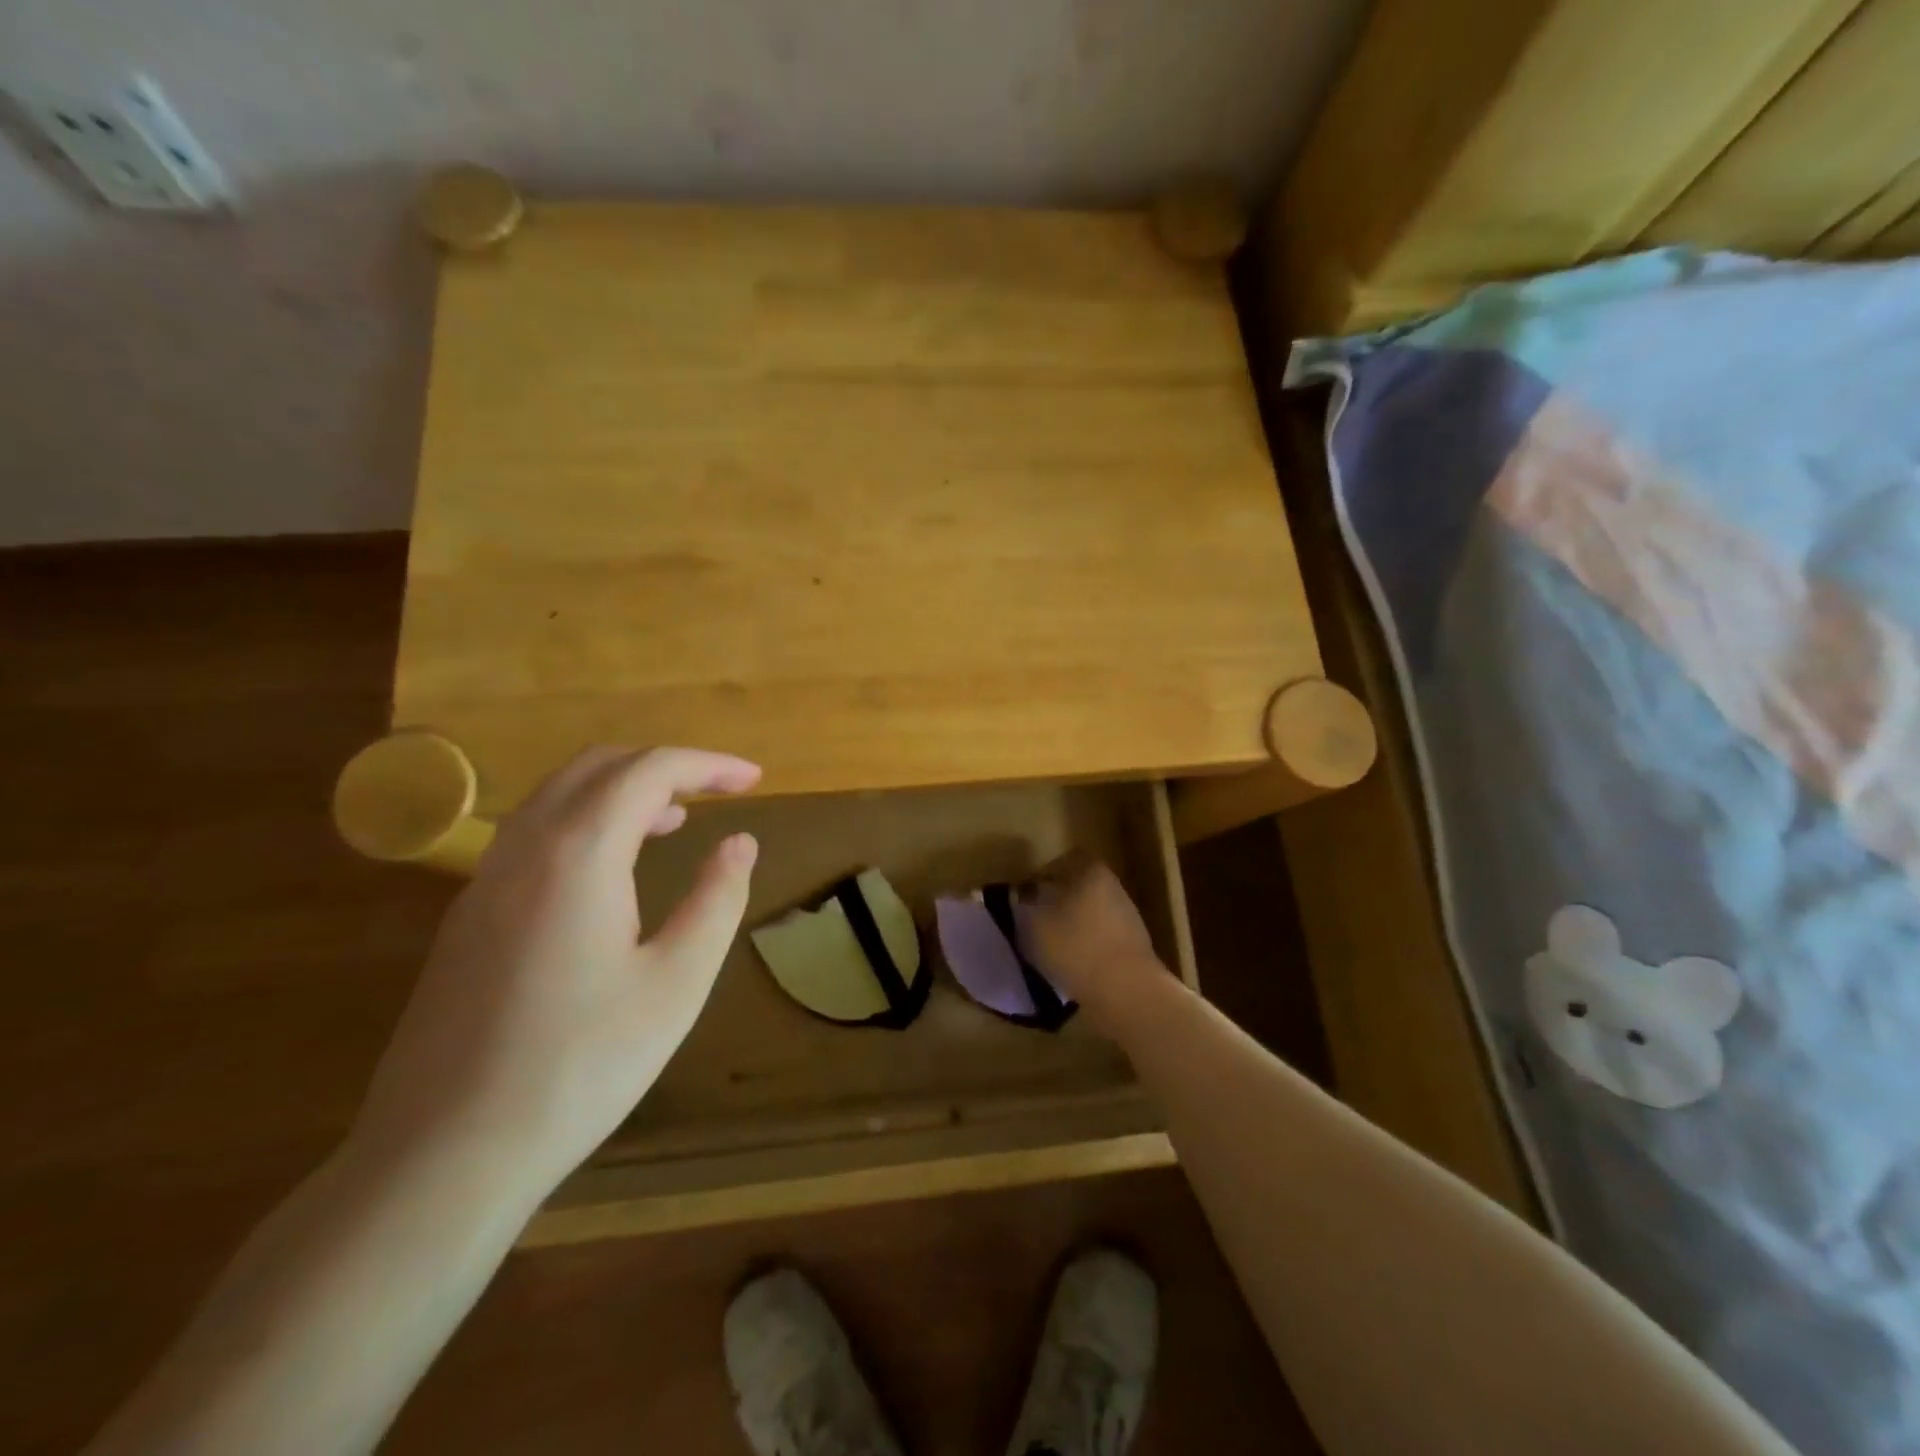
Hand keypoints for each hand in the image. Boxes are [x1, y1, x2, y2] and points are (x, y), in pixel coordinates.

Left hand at [351, 746, 761, 1205]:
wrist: (445, 1156)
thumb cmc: (581, 1065)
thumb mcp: (677, 982)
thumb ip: (717, 899)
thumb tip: (739, 842)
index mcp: (578, 853)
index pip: (650, 770)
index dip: (709, 765)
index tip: (754, 779)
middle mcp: (523, 847)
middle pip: (598, 766)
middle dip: (665, 765)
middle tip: (718, 791)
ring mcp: (484, 880)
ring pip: (558, 795)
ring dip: (622, 789)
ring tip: (676, 820)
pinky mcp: (467, 916)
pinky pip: (533, 832)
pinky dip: (586, 820)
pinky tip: (611, 870)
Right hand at [1019, 853, 1163, 1008]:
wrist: (1127, 990)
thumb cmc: (1075, 946)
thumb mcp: (1033, 922)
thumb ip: (1023, 903)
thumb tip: (1023, 894)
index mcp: (1089, 870)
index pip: (1057, 864)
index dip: (1037, 881)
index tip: (1023, 902)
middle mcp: (1112, 885)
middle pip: (1074, 888)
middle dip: (1054, 905)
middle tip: (1034, 926)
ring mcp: (1126, 915)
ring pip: (1087, 914)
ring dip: (1070, 928)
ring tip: (1051, 950)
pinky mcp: (1133, 945)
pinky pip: (1100, 938)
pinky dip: (1085, 948)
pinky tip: (1073, 966)